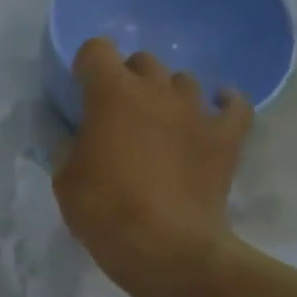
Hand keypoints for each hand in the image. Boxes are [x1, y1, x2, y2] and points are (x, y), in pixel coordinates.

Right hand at [52, 38, 253, 291]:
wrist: (163, 244)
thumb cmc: (102, 210)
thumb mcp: (64, 179)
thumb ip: (72, 146)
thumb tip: (81, 136)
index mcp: (112, 96)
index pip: (97, 52)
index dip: (86, 65)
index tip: (80, 89)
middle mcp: (158, 90)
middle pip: (143, 62)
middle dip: (127, 79)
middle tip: (116, 112)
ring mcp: (198, 110)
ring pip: (183, 81)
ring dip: (167, 95)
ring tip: (159, 121)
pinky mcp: (227, 134)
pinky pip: (232, 104)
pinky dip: (221, 104)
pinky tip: (212, 112)